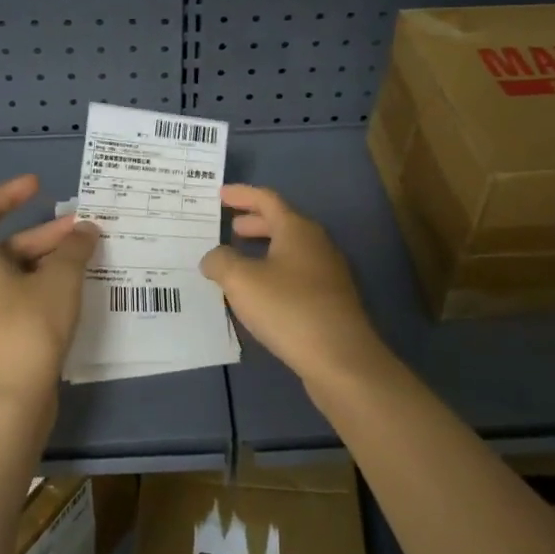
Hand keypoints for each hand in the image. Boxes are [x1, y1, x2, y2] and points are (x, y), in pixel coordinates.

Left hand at [0, 174, 99, 412]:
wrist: (6, 405)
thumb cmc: (28, 329)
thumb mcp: (60, 281)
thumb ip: (74, 249)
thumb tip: (85, 231)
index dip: (11, 194)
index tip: (39, 186)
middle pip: (6, 246)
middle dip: (46, 236)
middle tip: (84, 232)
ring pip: (13, 276)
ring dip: (46, 264)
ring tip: (85, 262)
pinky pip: (15, 301)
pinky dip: (40, 290)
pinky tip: (71, 297)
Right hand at [199, 185, 387, 388]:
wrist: (341, 359)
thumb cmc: (289, 309)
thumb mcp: (242, 281)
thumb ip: (220, 262)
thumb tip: (213, 257)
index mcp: (297, 229)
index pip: (267, 199)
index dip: (242, 195)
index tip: (220, 195)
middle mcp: (316, 244)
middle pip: (281, 223)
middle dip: (253, 223)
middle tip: (229, 228)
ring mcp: (328, 273)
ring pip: (290, 250)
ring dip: (264, 250)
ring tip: (238, 261)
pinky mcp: (331, 300)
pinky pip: (296, 274)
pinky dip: (274, 272)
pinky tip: (260, 294)